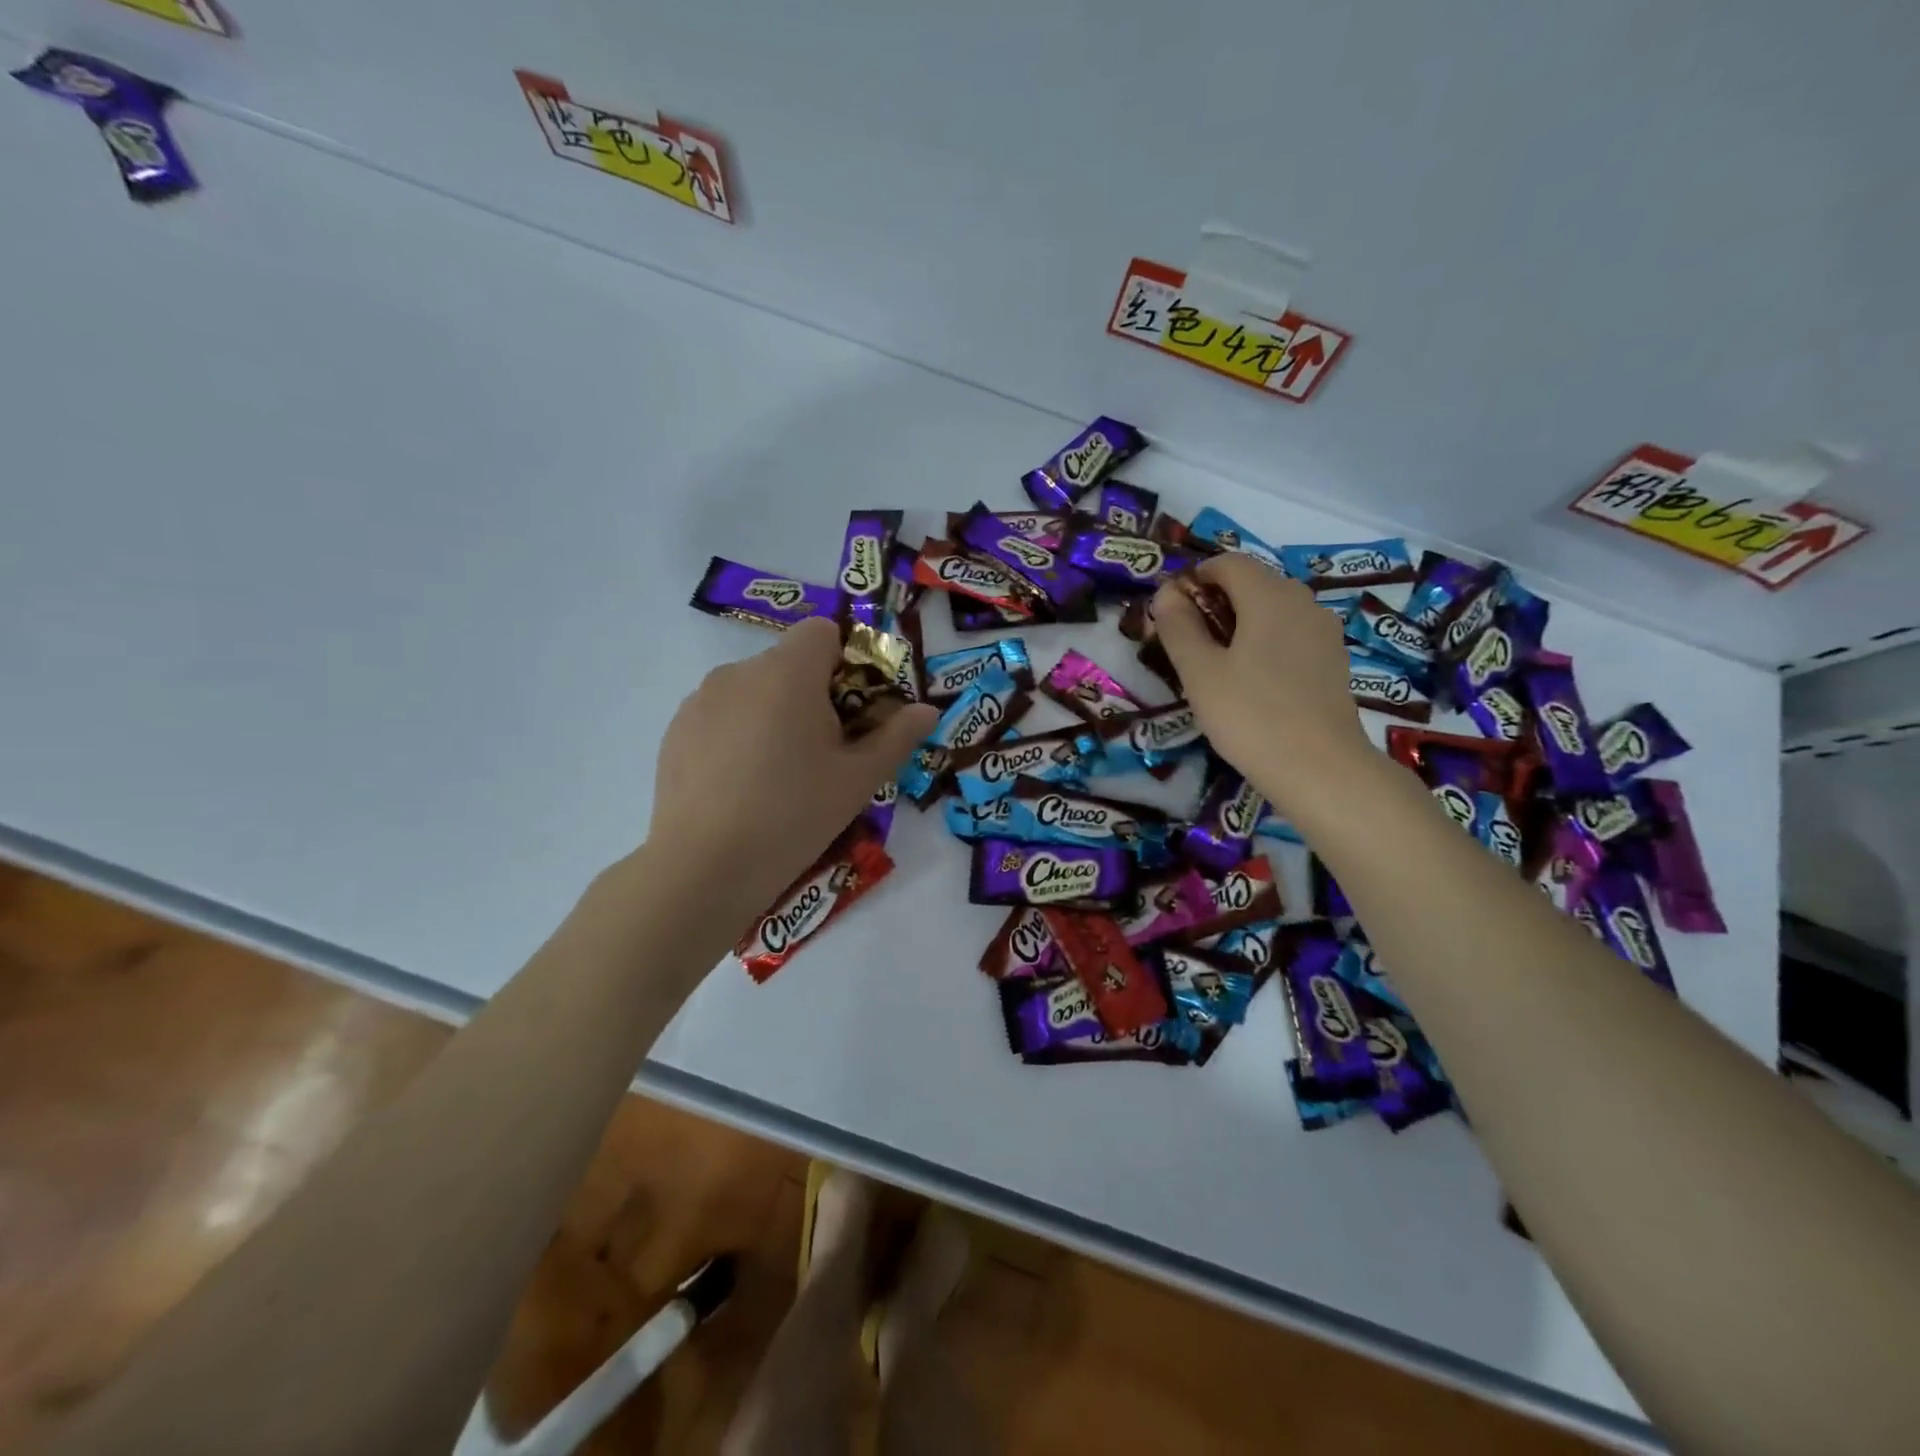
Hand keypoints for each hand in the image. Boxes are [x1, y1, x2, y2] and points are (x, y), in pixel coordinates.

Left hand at [646, 618, 937, 922]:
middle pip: (788, 663)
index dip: (846, 662)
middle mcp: (739, 672)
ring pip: (754, 690)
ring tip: (779, 775)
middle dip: (813, 695)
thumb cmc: (794, 814)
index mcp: (787, 672)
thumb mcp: (859, 779)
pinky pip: (722, 715)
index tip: (853, 712)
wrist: (705, 867)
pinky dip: (739, 734)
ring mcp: (701, 700)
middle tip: (824, 753)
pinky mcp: (676, 730)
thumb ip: (897, 736)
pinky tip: (742, 785)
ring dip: (775, 714)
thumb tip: (927, 710)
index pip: (822, 632)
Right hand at [1150, 553, 1370, 814]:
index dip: (1194, 580)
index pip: (1227, 563)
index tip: (1171, 614)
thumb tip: (1167, 594)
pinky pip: (1290, 635)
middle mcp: (1303, 601)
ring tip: (1217, 668)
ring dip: (1239, 625)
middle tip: (1188, 646)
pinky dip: (1265, 644)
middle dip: (1214, 603)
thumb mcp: (1199, 672)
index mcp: (1269, 595)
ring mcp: (1323, 631)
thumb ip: (1178, 626)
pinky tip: (1252, 683)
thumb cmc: (1250, 715)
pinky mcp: (1333, 660)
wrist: (1321, 769)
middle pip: (1251, 584)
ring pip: (1272, 610)